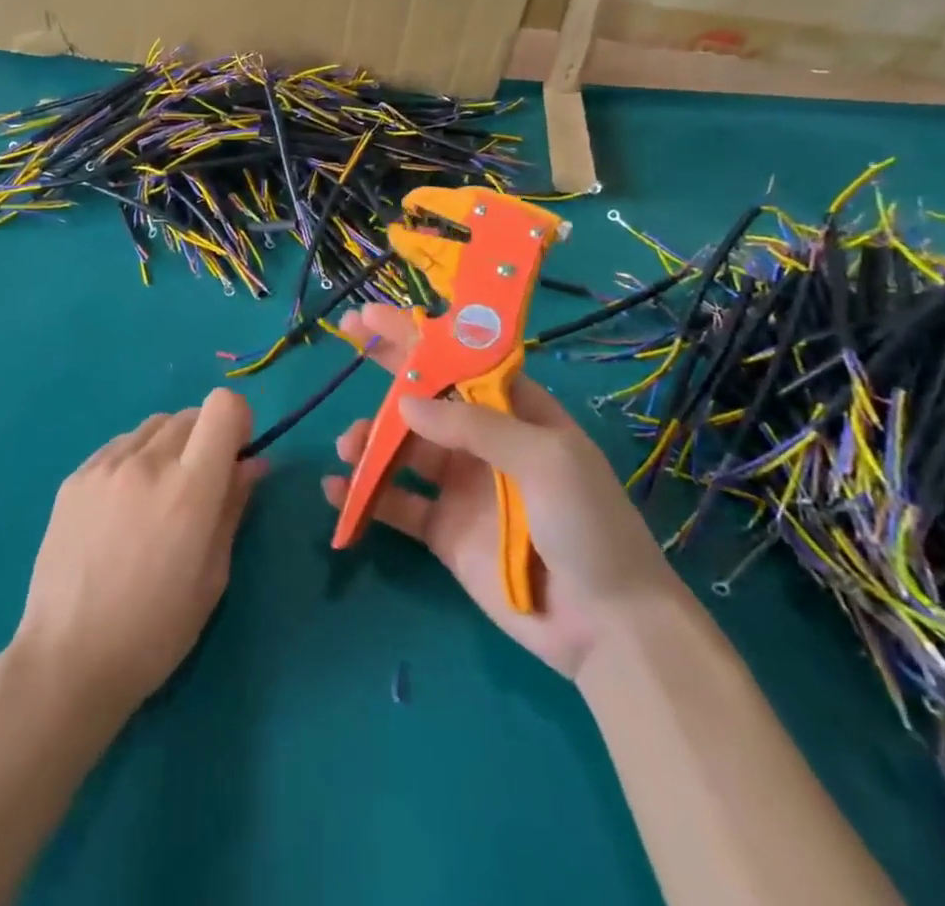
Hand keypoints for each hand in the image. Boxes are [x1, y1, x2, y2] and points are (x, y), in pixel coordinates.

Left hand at [13, 389, 264, 716]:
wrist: (68, 659)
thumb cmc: (156, 630)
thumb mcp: (213, 575)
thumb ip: (233, 506)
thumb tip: (252, 462)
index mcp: (189, 488)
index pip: (224, 406)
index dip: (237, 423)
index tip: (234, 457)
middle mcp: (147, 462)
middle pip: (190, 415)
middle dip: (205, 439)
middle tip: (197, 488)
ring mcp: (105, 465)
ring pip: (153, 427)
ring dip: (168, 447)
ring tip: (155, 499)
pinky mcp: (74, 477)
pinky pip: (118, 447)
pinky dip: (133, 461)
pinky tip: (121, 509)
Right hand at [321, 304, 682, 678]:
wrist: (608, 628)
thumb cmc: (589, 525)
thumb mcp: (545, 459)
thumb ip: (473, 426)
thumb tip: (405, 403)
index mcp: (516, 412)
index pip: (461, 361)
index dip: (419, 335)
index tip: (375, 315)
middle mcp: (485, 442)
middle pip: (427, 396)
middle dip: (388, 369)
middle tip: (349, 339)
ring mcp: (462, 486)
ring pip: (404, 448)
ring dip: (371, 439)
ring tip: (349, 444)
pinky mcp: (444, 530)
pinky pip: (397, 503)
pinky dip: (365, 494)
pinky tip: (336, 489)